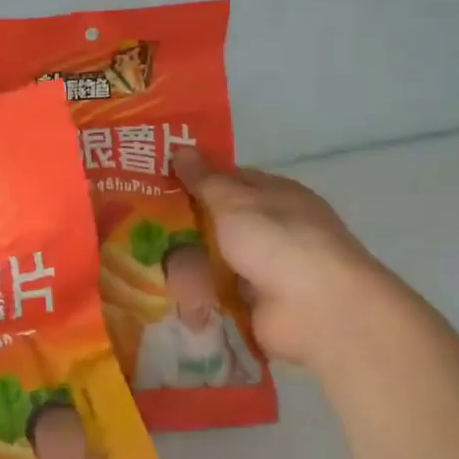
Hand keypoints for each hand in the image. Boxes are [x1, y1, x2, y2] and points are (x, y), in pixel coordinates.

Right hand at [173, 149, 411, 371]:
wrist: (318, 309)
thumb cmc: (278, 241)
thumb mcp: (236, 202)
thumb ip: (205, 180)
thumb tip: (181, 149)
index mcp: (273, 196)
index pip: (227, 181)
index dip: (193, 181)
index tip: (155, 184)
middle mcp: (268, 229)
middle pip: (214, 224)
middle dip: (182, 230)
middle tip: (141, 232)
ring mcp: (261, 269)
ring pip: (211, 261)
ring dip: (188, 269)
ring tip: (154, 272)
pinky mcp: (252, 304)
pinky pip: (216, 295)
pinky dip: (199, 300)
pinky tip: (173, 301)